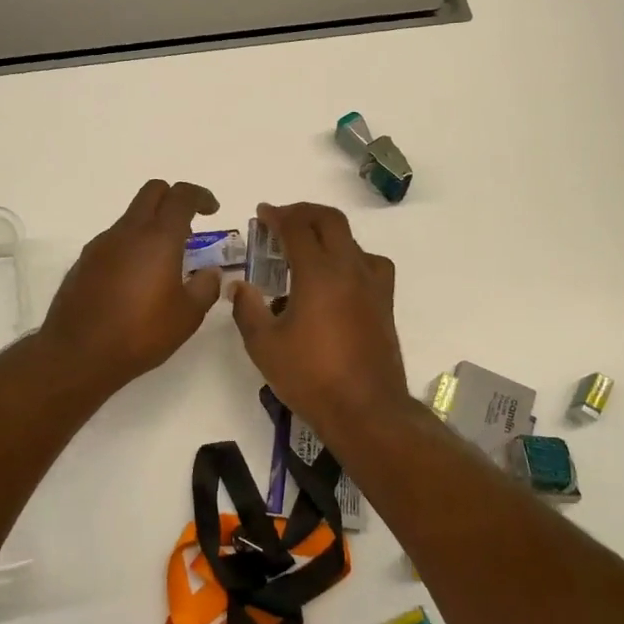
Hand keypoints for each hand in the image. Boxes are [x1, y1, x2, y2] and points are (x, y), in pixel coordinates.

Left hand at [39, 179, 225, 394]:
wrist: (77, 354)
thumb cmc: (140, 333)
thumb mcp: (187, 316)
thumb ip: (205, 287)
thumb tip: (210, 272)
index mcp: (158, 238)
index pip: (181, 196)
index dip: (201, 196)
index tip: (212, 210)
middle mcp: (127, 232)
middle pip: (152, 192)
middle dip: (174, 199)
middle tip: (189, 226)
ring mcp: (101, 244)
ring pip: (131, 217)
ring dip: (151, 225)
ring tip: (165, 261)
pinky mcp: (84, 261)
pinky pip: (114, 240)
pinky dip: (131, 246)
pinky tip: (137, 280)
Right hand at [229, 202, 408, 435]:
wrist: (366, 410)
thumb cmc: (310, 376)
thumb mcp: (265, 346)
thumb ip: (248, 309)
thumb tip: (239, 286)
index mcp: (318, 273)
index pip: (297, 228)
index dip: (277, 215)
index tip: (262, 214)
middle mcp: (349, 269)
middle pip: (330, 221)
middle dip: (303, 213)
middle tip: (282, 221)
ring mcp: (372, 285)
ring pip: (352, 240)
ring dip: (327, 234)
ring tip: (307, 249)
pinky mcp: (385, 303)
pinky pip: (369, 263)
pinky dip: (350, 257)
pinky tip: (338, 279)